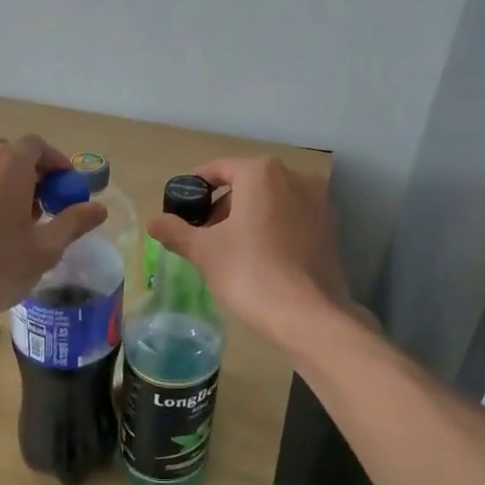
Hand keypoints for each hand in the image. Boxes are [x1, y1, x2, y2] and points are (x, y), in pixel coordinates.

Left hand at [0, 135, 108, 327]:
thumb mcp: (45, 249)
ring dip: (3, 182)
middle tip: (41, 206)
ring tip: (12, 219)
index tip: (65, 189)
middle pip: (9, 154)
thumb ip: (74, 222)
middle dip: (29, 174)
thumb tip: (99, 208)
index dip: (56, 164)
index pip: (37, 147)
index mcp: (7, 163)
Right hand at [147, 157, 353, 349]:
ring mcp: (319, 204)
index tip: (181, 208)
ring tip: (230, 249)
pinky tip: (260, 259)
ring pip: (272, 202)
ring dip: (248, 218)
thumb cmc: (249, 272)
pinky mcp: (331, 231)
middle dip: (223, 206)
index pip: (219, 169)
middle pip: (248, 184)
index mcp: (262, 173)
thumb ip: (176, 231)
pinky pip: (292, 220)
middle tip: (204, 235)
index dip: (195, 187)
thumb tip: (153, 222)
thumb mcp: (204, 251)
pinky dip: (273, 230)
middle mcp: (296, 178)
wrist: (306, 315)